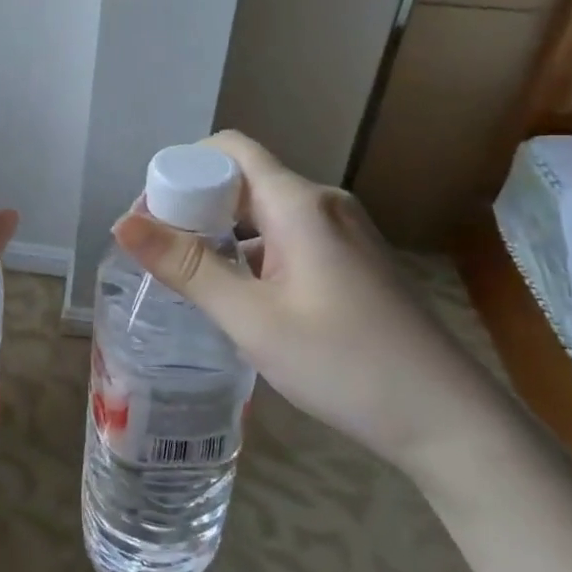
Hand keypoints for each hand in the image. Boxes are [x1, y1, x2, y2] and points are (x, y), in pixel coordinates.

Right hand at [111, 131, 517, 483]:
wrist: (448, 421)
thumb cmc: (345, 364)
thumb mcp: (252, 319)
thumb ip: (187, 267)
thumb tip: (122, 222)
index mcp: (299, 204)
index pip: (228, 150)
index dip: (181, 171)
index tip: (149, 217)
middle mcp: (322, 204)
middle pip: (242, 180)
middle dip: (192, 206)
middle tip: (157, 254)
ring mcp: (341, 234)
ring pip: (262, 213)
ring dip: (219, 234)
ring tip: (187, 278)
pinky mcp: (350, 262)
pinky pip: (285, 238)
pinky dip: (249, 253)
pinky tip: (236, 296)